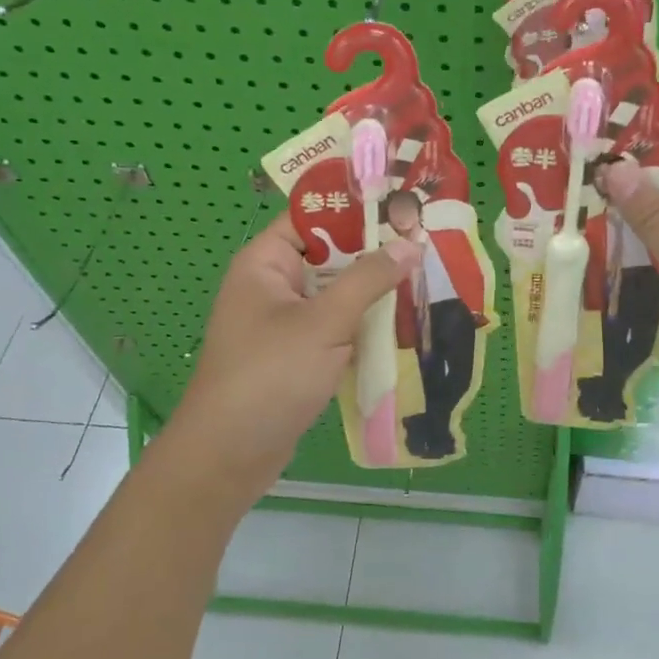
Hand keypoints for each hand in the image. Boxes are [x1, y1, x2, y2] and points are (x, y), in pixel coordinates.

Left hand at [166, 221, 421, 502]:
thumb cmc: (270, 376)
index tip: (402, 204)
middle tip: (428, 240)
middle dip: (375, 252)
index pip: (312, 217)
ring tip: (429, 276)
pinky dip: (365, 325)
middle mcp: (274, 286)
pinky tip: (406, 323)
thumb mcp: (324, 322)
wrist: (230, 455)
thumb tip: (409, 243)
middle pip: (330, 256)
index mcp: (266, 263)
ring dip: (375, 292)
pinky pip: (337, 327)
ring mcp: (286, 323)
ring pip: (338, 294)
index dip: (355, 208)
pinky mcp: (299, 355)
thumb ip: (368, 279)